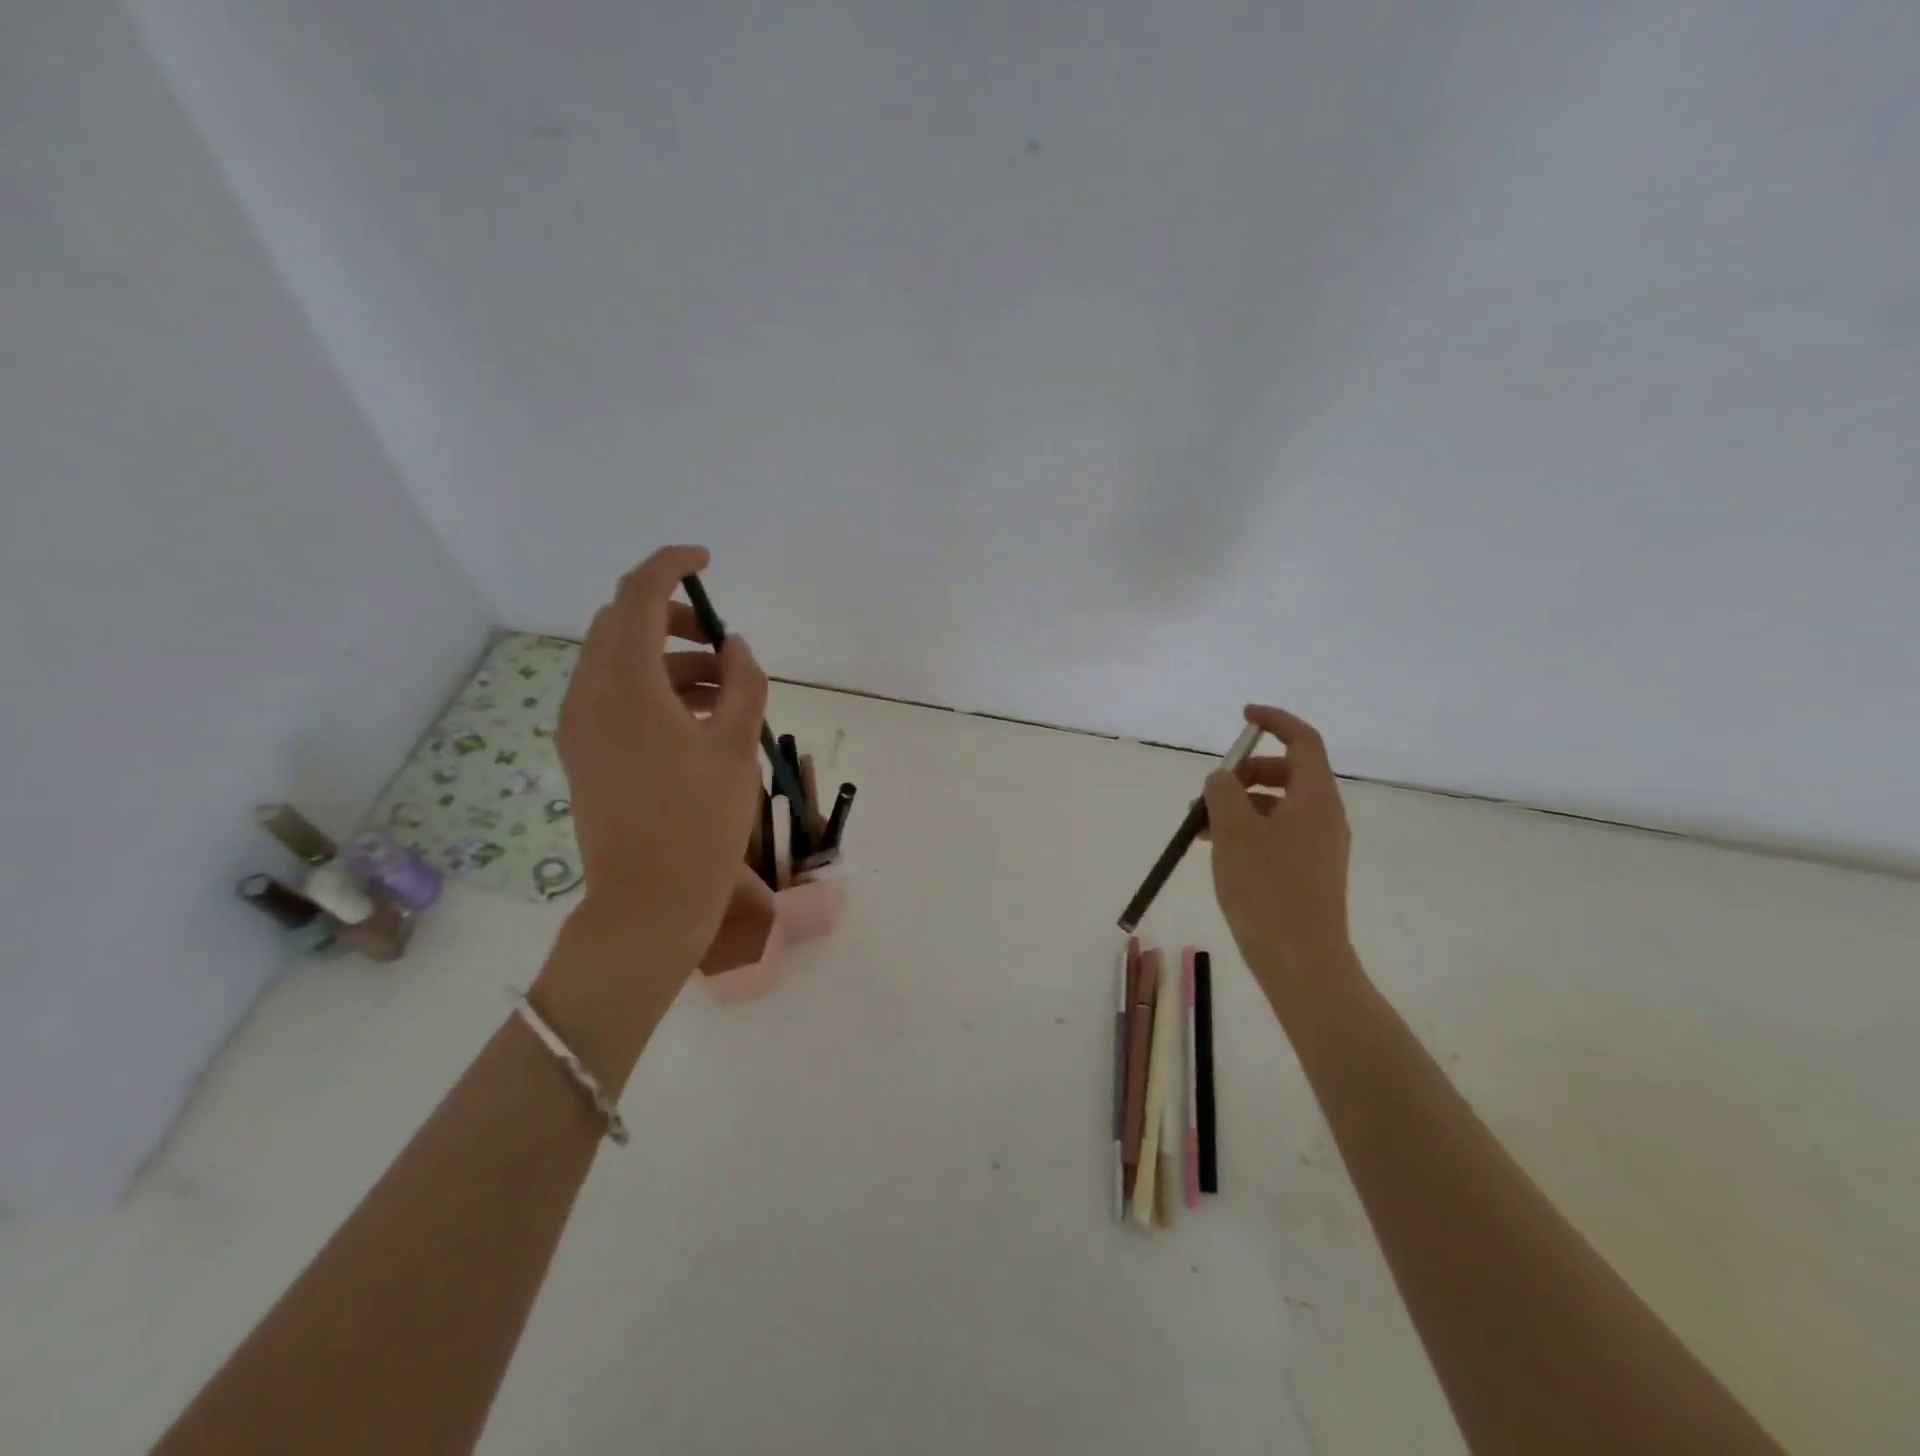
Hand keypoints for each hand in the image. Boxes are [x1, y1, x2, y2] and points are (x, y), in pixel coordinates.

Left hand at [556, 546, 768, 973]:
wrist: (648, 902)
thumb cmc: (701, 824)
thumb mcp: (736, 748)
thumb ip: (743, 684)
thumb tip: (735, 647)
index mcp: (627, 687)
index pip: (638, 596)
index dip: (671, 565)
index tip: (706, 560)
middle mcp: (589, 696)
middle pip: (622, 624)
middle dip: (672, 616)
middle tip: (721, 641)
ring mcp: (580, 726)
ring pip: (618, 661)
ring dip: (668, 658)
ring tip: (724, 690)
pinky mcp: (583, 753)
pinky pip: (614, 696)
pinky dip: (653, 688)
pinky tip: (696, 718)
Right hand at [1202, 705, 1355, 1009]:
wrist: (1300, 960)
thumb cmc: (1266, 889)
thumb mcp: (1233, 831)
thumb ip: (1223, 791)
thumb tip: (1223, 777)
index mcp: (1315, 798)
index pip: (1303, 740)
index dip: (1275, 720)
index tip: (1243, 716)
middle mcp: (1324, 816)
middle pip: (1288, 773)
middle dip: (1245, 773)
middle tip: (1210, 791)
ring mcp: (1319, 845)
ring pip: (1277, 806)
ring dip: (1239, 805)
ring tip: (1201, 829)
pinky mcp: (1308, 870)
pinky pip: (1276, 833)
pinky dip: (1247, 830)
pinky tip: (1218, 851)